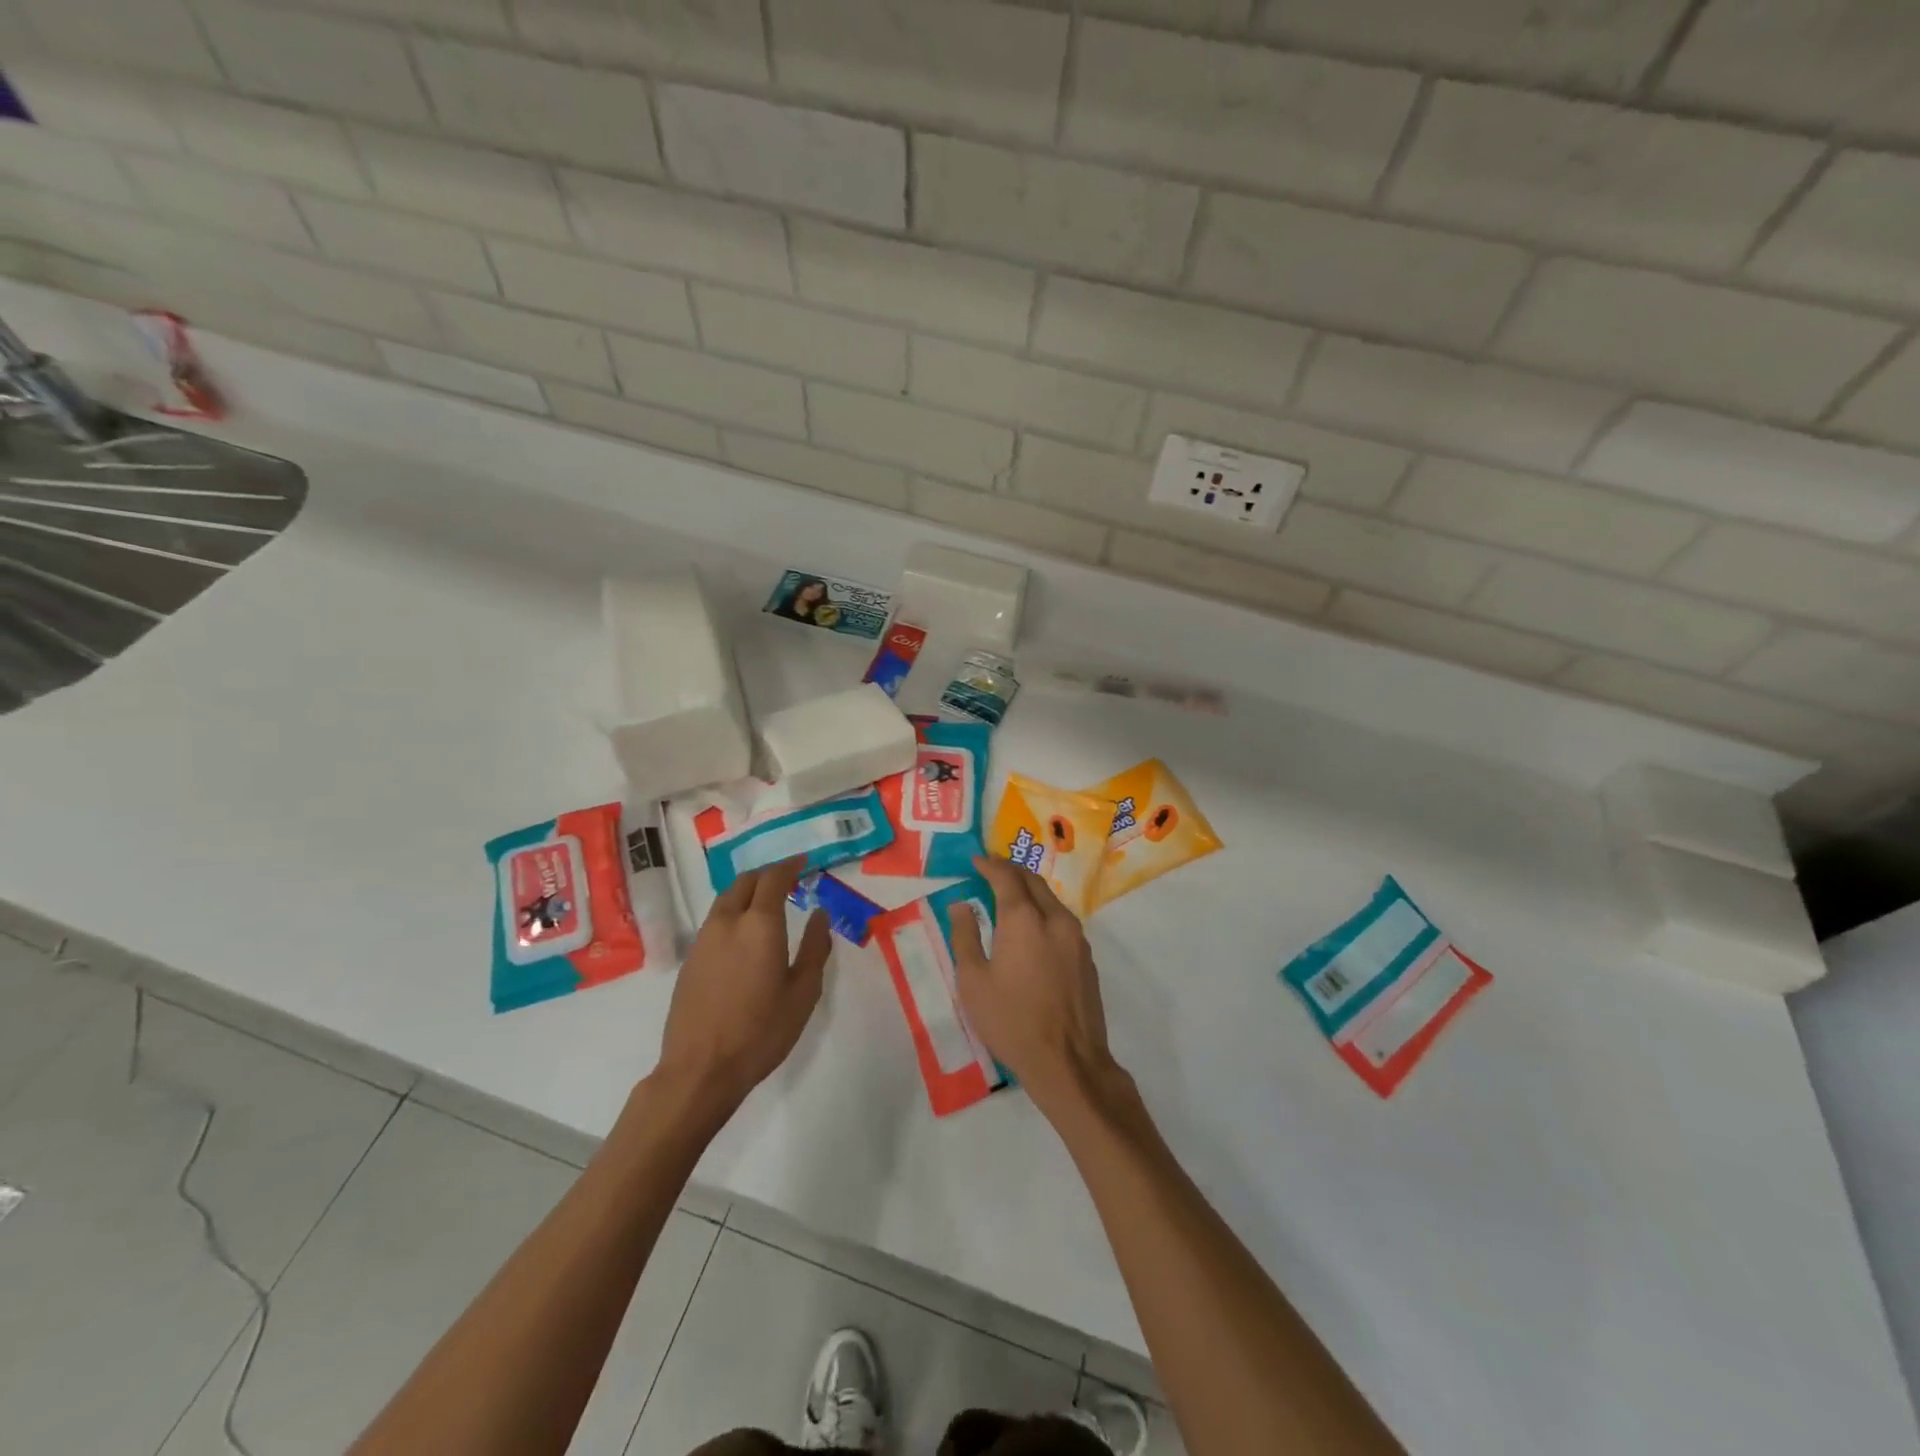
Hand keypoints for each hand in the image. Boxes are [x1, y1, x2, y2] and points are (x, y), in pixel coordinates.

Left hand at [653, 859, 831, 1122]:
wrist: (700, 1069)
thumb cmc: (761, 1031)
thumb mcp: (803, 992)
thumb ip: (815, 947)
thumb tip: (819, 914)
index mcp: (759, 924)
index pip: (774, 878)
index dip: (790, 865)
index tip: (805, 862)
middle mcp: (728, 922)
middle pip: (745, 881)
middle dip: (768, 875)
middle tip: (788, 880)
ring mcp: (703, 939)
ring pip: (726, 899)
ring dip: (748, 892)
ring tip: (768, 904)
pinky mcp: (690, 959)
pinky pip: (715, 920)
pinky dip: (734, 912)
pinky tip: (745, 934)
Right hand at [947, 855, 1123, 1121]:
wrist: (1068, 1061)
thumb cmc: (1011, 1021)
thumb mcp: (973, 981)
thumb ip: (965, 936)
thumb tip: (961, 904)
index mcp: (1024, 919)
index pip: (1006, 877)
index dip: (989, 865)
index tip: (975, 861)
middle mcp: (1055, 919)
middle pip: (1033, 881)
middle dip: (1011, 871)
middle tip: (991, 871)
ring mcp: (1076, 937)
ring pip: (1051, 899)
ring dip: (1030, 890)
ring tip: (1010, 895)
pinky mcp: (1087, 957)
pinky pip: (1062, 919)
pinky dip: (1044, 911)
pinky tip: (1032, 926)